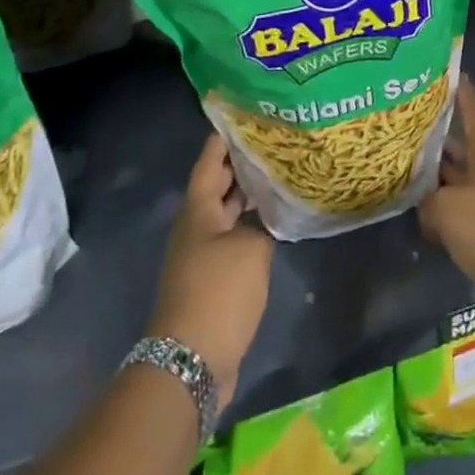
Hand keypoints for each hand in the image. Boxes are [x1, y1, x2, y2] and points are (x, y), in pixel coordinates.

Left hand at [148, 135, 273, 411]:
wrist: (192, 360)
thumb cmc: (219, 292)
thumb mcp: (251, 248)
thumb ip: (264, 223)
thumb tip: (268, 214)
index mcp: (198, 211)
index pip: (210, 162)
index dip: (224, 137)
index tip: (243, 114)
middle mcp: (196, 227)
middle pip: (219, 185)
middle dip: (243, 163)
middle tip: (275, 140)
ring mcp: (203, 254)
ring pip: (228, 212)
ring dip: (250, 196)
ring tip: (282, 173)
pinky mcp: (213, 279)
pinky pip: (234, 239)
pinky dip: (253, 225)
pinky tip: (278, 221)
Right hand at [418, 77, 474, 315]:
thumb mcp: (448, 210)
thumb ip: (428, 200)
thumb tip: (425, 201)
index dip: (463, 94)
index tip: (451, 74)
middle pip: (463, 146)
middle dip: (438, 137)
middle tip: (408, 127)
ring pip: (461, 176)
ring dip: (438, 174)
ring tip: (406, 167)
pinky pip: (465, 204)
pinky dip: (446, 204)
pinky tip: (422, 211)